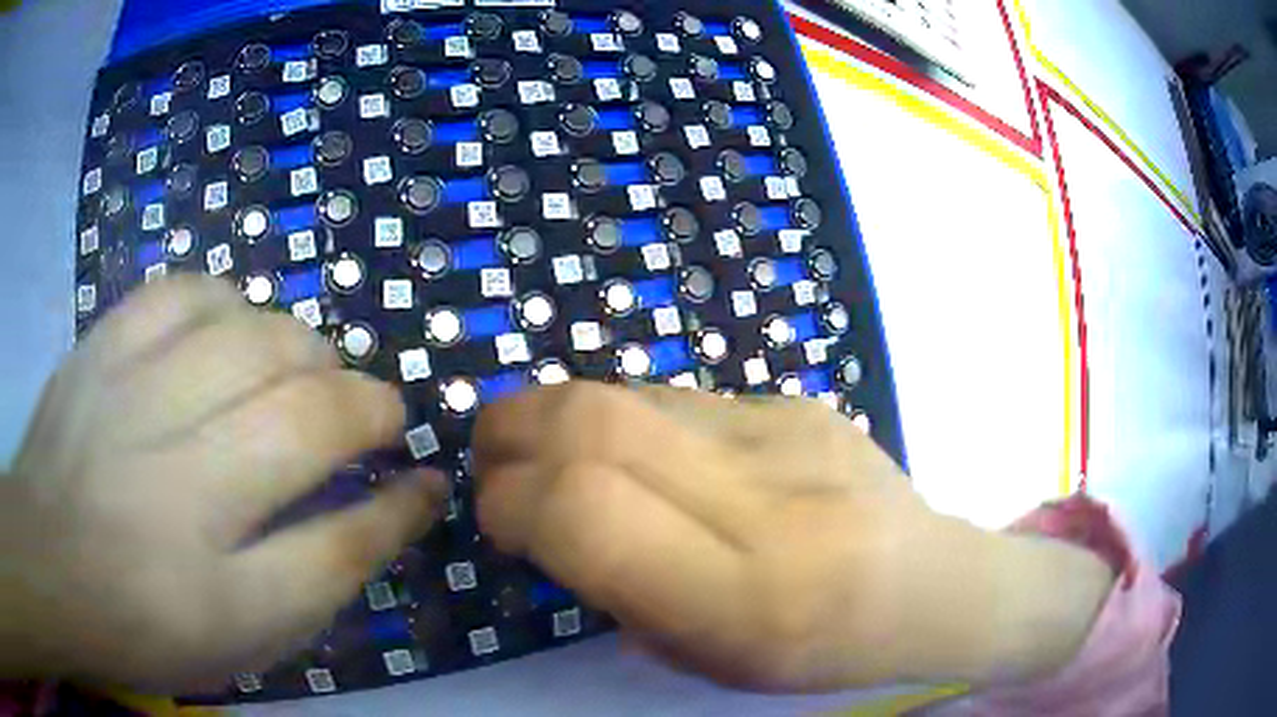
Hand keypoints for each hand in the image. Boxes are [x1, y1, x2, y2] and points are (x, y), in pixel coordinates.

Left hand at [0, 276, 445, 693]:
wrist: (46, 564)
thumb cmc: (142, 621)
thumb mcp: (240, 636)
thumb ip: (320, 573)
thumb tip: (398, 506)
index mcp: (215, 594)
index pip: (339, 544)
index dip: (399, 507)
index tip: (428, 479)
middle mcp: (172, 491)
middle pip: (301, 420)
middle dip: (365, 405)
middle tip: (374, 413)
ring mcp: (126, 404)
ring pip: (248, 338)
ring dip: (303, 347)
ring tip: (309, 366)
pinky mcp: (98, 350)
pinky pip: (179, 292)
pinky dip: (226, 299)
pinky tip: (235, 323)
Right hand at [473, 384, 1114, 691]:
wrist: (929, 583)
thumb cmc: (818, 651)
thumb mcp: (708, 660)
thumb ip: (620, 589)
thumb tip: (549, 519)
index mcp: (743, 595)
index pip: (587, 510)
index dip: (515, 501)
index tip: (495, 513)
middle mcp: (766, 499)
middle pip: (597, 421)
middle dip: (513, 426)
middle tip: (492, 452)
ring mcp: (789, 432)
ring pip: (632, 394)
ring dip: (562, 414)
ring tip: (550, 447)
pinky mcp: (799, 400)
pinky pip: (680, 396)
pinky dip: (628, 419)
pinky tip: (642, 452)